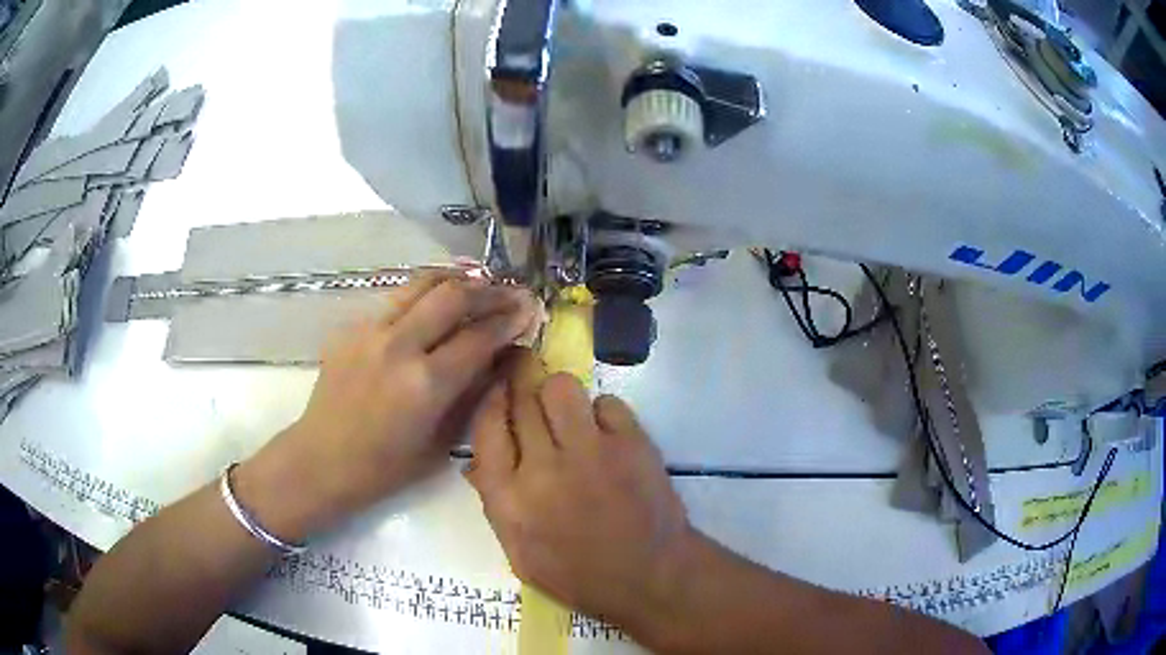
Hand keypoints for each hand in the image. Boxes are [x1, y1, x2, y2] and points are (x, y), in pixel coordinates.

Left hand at [236, 276, 538, 541]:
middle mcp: (399, 347)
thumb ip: (471, 394)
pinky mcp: (352, 328)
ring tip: (478, 282)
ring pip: (421, 285)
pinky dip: (424, 295)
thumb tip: (501, 358)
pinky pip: (396, 301)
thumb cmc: (386, 467)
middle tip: (512, 291)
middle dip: (490, 290)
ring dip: (456, 279)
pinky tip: (435, 304)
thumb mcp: (440, 441)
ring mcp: (370, 332)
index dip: (510, 320)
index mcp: (426, 385)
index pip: (479, 337)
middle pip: (453, 297)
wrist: (323, 459)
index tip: (530, 309)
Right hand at [465, 349, 693, 629]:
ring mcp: (591, 452)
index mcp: (510, 500)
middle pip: (522, 399)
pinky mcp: (631, 443)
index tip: (498, 387)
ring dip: (559, 394)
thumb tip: (476, 464)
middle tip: (524, 370)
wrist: (651, 577)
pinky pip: (607, 403)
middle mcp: (543, 469)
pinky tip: (606, 435)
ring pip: (562, 388)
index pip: (486, 428)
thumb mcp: (521, 556)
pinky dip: (603, 413)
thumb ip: (496, 505)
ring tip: (568, 412)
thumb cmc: (580, 575)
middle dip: (520, 379)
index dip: (491, 399)